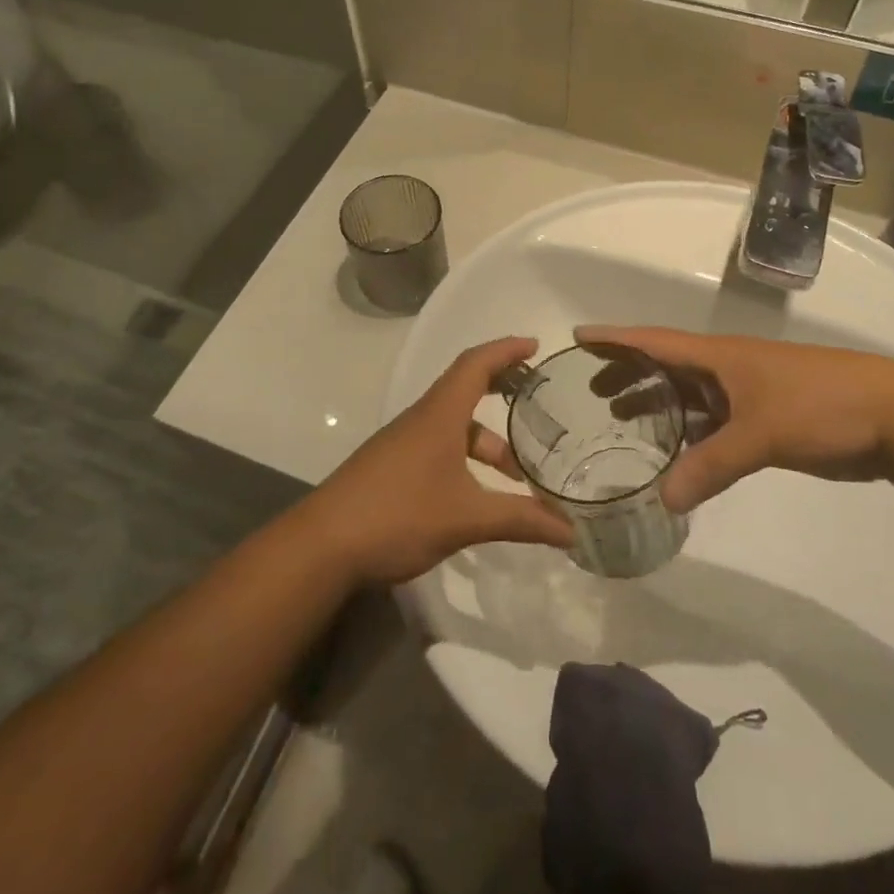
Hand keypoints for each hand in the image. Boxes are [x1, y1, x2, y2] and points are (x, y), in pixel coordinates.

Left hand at [305, 337, 572, 585]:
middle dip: (502, 393)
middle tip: (537, 404)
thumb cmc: (397, 515)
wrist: (321, 547)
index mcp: (439, 414)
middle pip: (466, 391)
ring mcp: (403, 445)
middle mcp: (421, 420)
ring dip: (487, 443)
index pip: (475, 364)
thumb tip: (572, 532)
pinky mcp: (392, 469)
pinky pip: (439, 449)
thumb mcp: (466, 518)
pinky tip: (480, 496)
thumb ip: (521, 520)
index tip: (534, 346)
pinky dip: (466, 461)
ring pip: (454, 428)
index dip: (505, 350)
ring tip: (517, 476)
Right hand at [575, 325, 893, 512]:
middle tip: (592, 391)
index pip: (654, 341)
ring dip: (658, 406)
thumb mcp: (762, 433)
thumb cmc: (821, 405)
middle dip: (629, 374)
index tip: (578, 337)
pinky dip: (690, 435)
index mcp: (719, 356)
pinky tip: (677, 454)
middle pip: (666, 367)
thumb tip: (663, 500)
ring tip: (622, 422)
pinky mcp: (765, 420)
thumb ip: (711, 464)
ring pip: (690, 397)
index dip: (615, 339)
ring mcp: (747, 395)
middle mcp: (726, 370)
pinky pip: (713, 424)